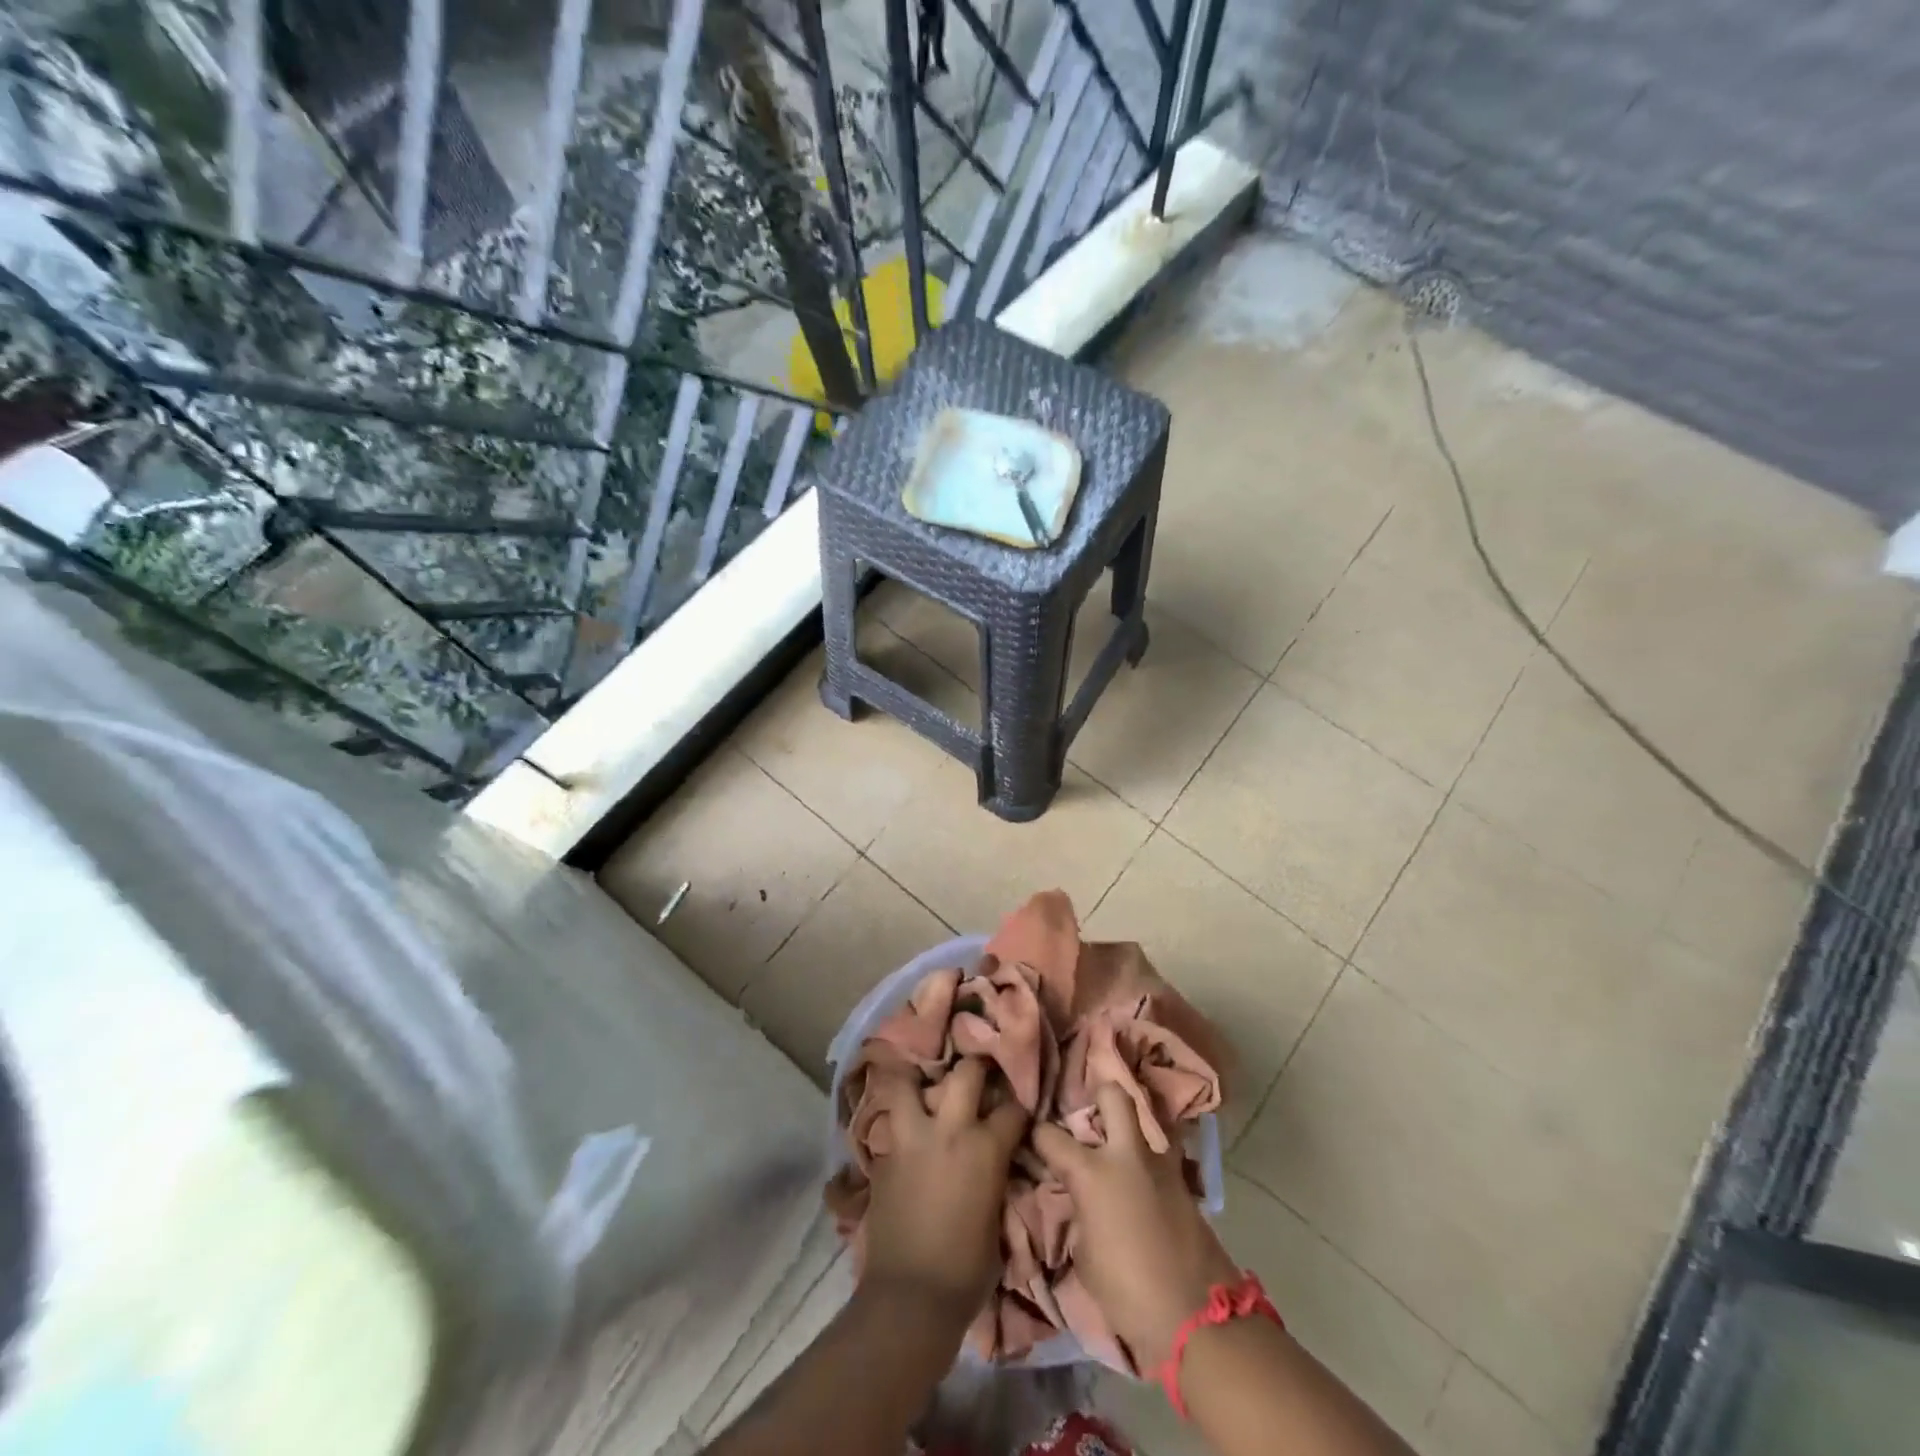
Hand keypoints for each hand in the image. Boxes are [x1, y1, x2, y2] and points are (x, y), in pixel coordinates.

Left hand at [861, 1056, 1028, 1323]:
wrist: (910, 1297)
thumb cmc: (967, 1270)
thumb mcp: (998, 1219)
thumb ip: (997, 1178)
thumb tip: (997, 1164)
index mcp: (985, 1148)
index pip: (1013, 1108)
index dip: (1020, 1104)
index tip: (1020, 1103)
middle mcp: (949, 1130)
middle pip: (966, 1073)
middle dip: (976, 1068)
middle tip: (979, 1073)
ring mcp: (911, 1137)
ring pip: (909, 1083)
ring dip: (918, 1080)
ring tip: (925, 1082)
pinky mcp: (884, 1155)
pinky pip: (892, 1121)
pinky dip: (899, 1118)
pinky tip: (904, 1124)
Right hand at [1033, 1082, 1238, 1370]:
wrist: (1196, 1319)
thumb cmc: (1127, 1292)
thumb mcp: (1085, 1255)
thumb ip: (1080, 1214)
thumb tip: (1083, 1202)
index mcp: (1092, 1173)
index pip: (1051, 1135)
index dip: (1038, 1135)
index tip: (1034, 1139)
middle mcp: (1126, 1155)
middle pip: (1114, 1096)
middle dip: (1100, 1097)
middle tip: (1091, 1120)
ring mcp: (1161, 1166)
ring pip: (1147, 1123)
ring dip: (1132, 1133)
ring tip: (1122, 1154)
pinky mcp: (1186, 1185)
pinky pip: (1163, 1160)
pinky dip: (1150, 1166)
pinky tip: (1144, 1186)